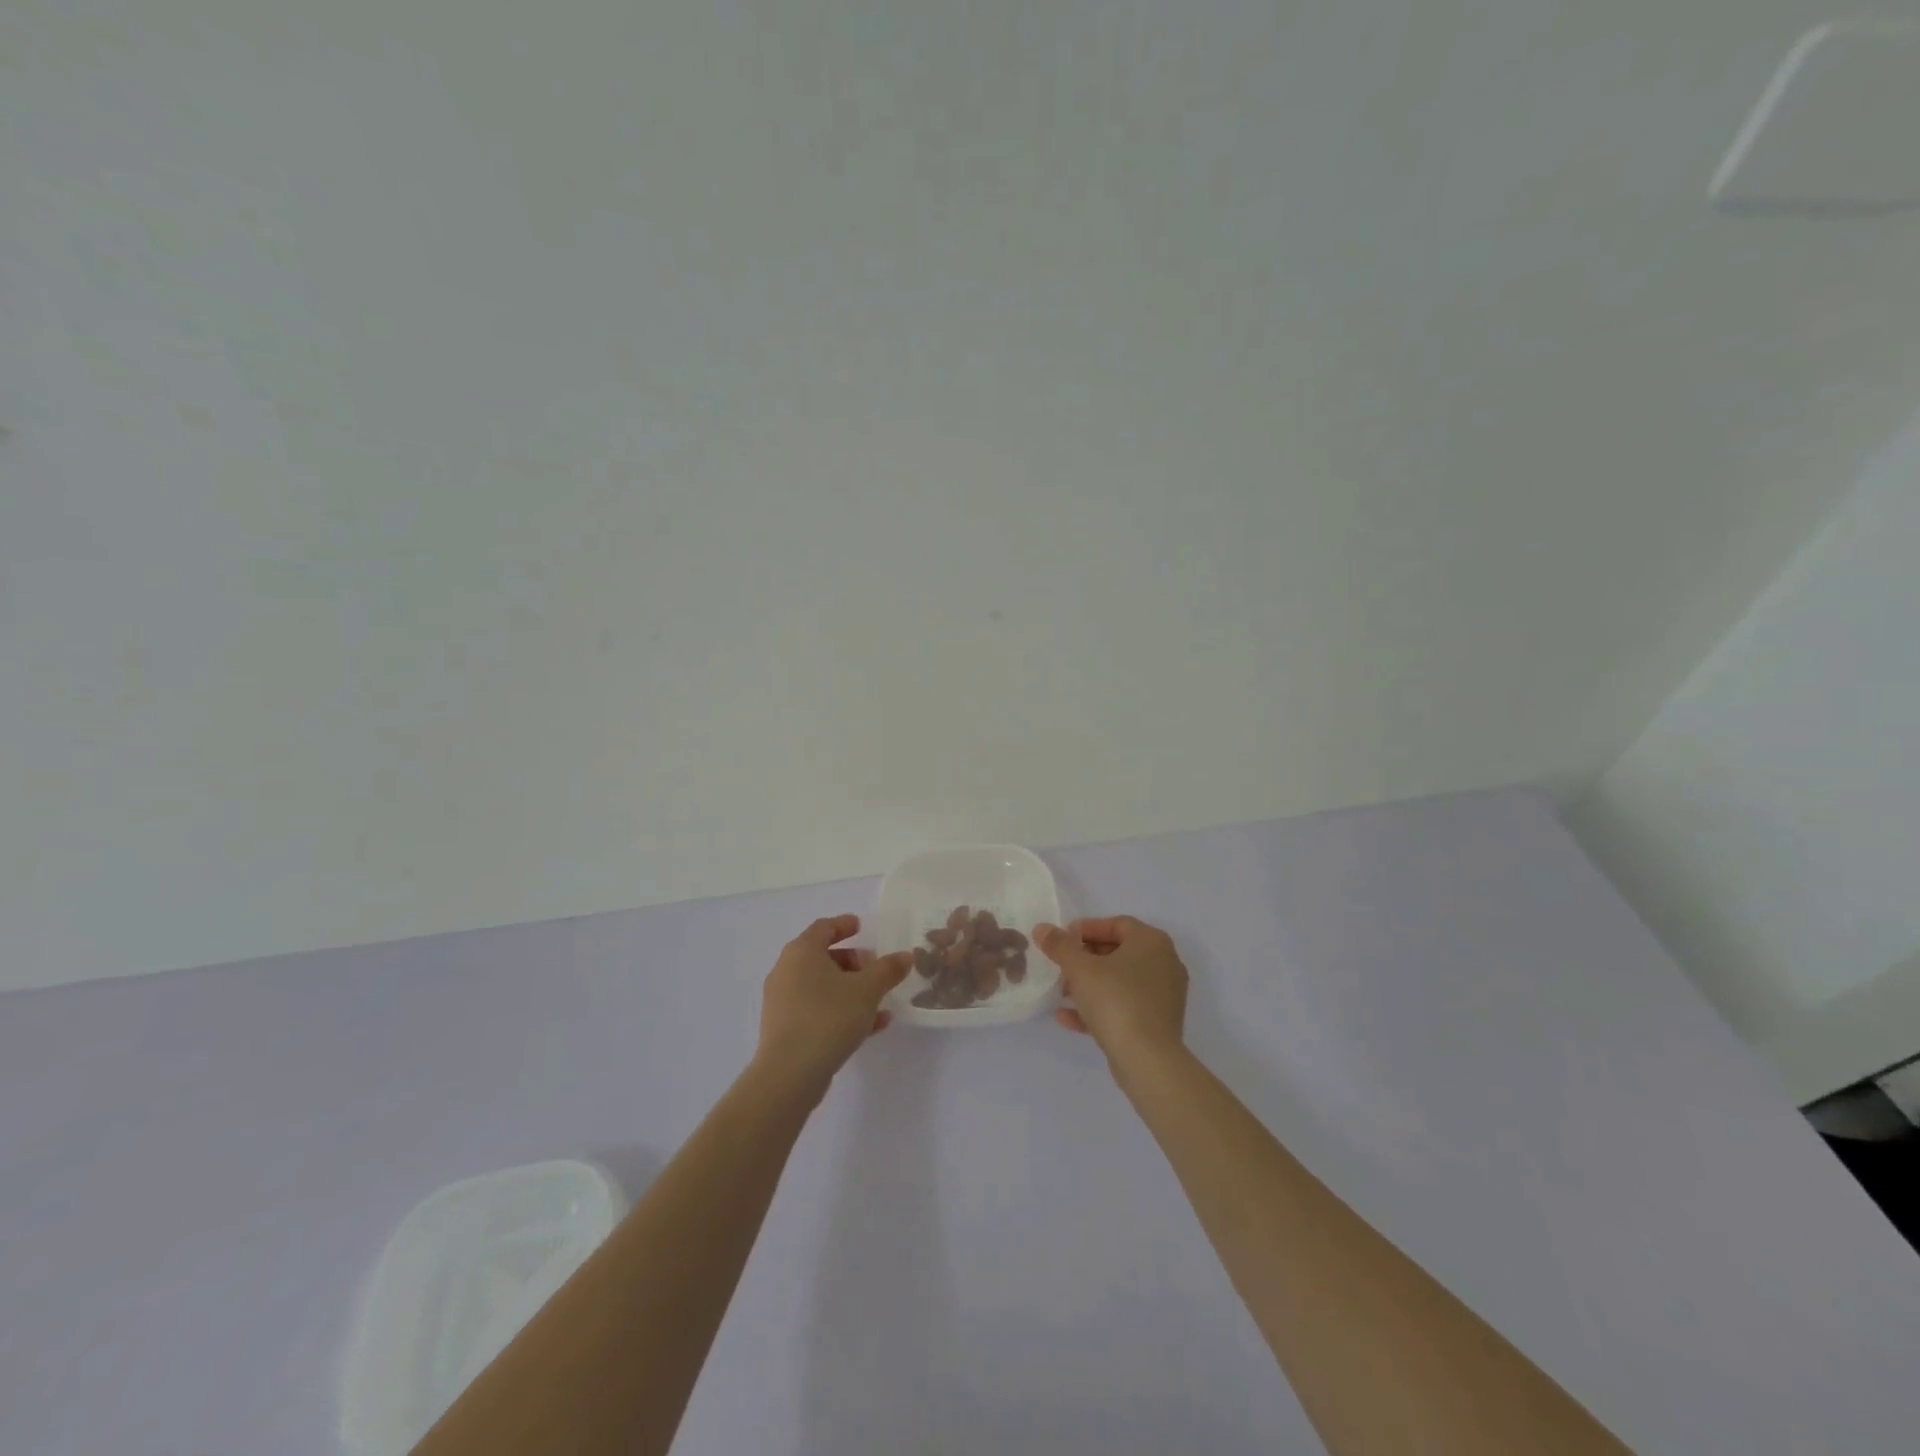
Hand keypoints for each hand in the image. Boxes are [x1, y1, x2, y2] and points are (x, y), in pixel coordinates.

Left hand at [755, 915, 911, 1099]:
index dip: (844, 925)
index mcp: (802, 952)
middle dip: (852, 961)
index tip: (862, 926)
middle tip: (875, 967)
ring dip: (850, 989)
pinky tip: (870, 1026)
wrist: (790, 1074)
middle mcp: (786, 971)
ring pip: (821, 986)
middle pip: (822, 957)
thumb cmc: (828, 1018)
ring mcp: (782, 1002)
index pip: (823, 927)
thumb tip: (905, 956)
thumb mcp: (867, 990)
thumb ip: (888, 970)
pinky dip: (840, 1010)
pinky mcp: (785, 1029)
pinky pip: (817, 1010)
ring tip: (878, 1000)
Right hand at [1034, 915, 1188, 1069]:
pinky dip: (1099, 1007)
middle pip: (1118, 952)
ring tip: (1061, 992)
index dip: (1086, 928)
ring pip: (1120, 981)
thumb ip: (1060, 946)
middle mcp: (1164, 963)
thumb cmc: (1116, 1001)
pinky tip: (1068, 1017)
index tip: (1062, 940)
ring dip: (1089, 985)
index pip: (1117, 924)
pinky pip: (1125, 1006)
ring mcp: (1164, 995)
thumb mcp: (1080, 969)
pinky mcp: (1158, 1022)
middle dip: (1085, 959)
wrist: (1148, 1061)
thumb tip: (1042, 928)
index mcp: (1152, 942)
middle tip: (1061, 966)